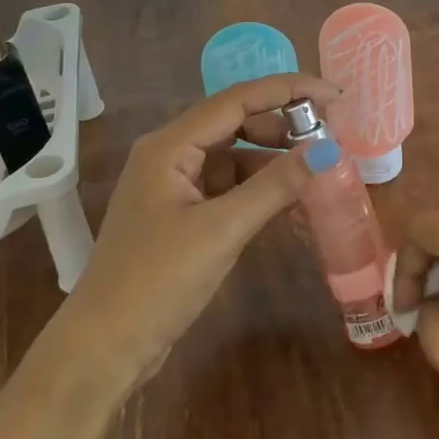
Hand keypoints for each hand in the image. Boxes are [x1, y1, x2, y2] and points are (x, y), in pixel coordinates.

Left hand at [51, 74, 337, 392]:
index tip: (333, 93)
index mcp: (169, 146)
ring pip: (236, 158)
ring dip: (275, 161)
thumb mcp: (222, 230)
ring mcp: (176, 186)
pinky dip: (261, 191)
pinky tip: (293, 202)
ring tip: (319, 170)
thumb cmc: (157, 281)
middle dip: (284, 126)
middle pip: (236, 124)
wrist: (105, 348)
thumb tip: (329, 149)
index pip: (236, 100)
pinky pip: (230, 188)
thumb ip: (276, 186)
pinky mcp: (183, 215)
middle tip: (331, 136)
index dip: (287, 90)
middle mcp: (170, 155)